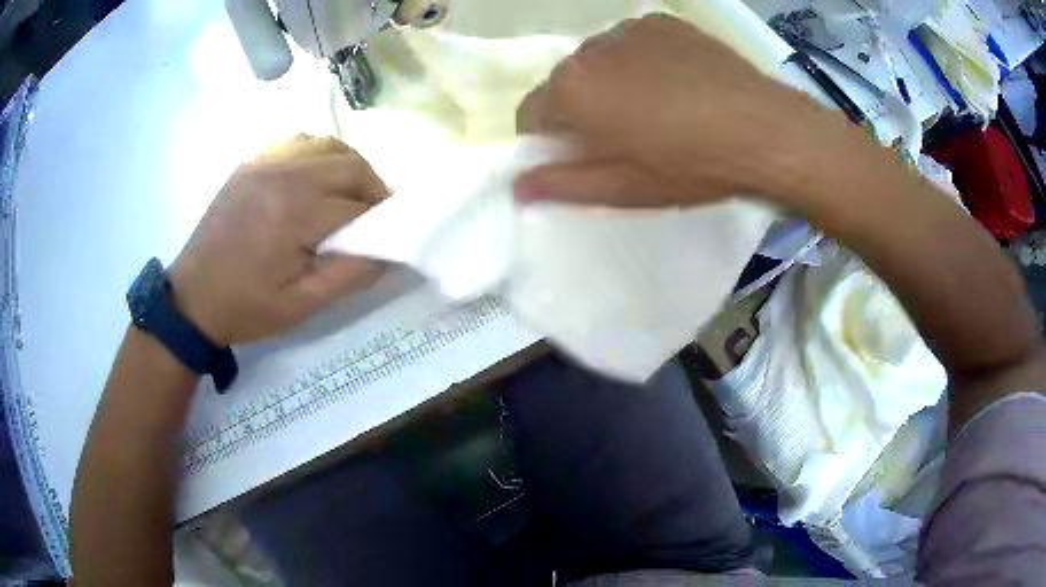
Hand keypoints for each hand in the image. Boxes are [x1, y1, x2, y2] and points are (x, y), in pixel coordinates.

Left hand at [167, 135, 387, 346]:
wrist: (192, 298)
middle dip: (372, 188)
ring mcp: (265, 162)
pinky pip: (299, 142)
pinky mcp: (252, 162)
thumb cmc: (245, 307)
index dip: (381, 219)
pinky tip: (317, 177)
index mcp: (294, 213)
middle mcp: (283, 174)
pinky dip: (320, 154)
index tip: (390, 235)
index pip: (358, 204)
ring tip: (348, 195)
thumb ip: (351, 275)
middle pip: (349, 164)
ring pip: (328, 145)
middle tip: (374, 215)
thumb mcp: (302, 306)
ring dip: (349, 166)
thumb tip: (390, 252)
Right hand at [514, 14, 831, 208]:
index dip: (549, 140)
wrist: (764, 130)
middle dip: (581, 109)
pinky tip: (676, 83)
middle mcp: (590, 49)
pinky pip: (635, 43)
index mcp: (572, 89)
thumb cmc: (690, 166)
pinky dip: (642, 61)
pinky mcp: (663, 22)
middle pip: (566, 83)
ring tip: (657, 108)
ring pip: (601, 61)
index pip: (531, 113)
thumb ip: (562, 185)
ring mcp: (629, 29)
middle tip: (625, 137)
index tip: (579, 157)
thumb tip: (517, 187)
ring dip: (612, 82)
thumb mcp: (624, 189)